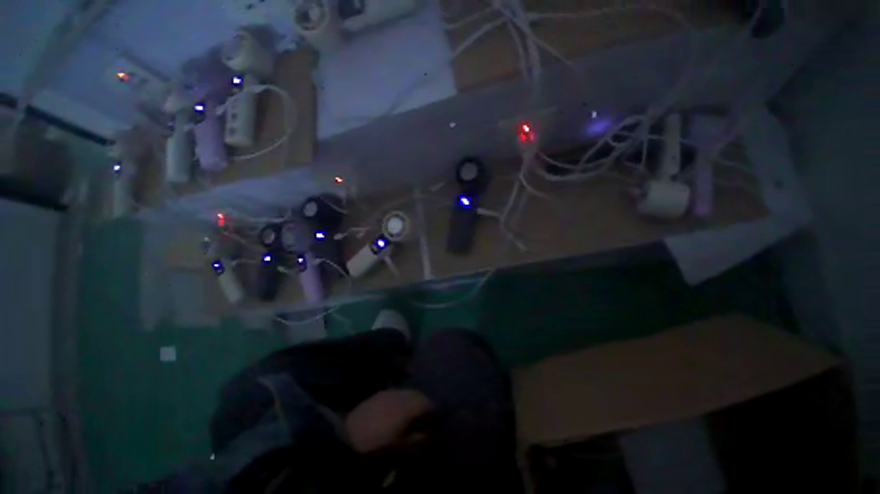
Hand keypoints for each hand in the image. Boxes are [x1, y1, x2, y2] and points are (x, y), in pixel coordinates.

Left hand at [345, 389, 433, 453]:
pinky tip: (395, 415)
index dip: (434, 413)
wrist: (347, 441)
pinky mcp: (376, 396)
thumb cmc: (380, 448)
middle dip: (423, 405)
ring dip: (411, 403)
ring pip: (405, 394)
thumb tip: (431, 431)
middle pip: (417, 395)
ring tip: (410, 417)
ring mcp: (387, 392)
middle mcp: (400, 393)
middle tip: (424, 419)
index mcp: (408, 405)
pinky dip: (399, 403)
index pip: (428, 403)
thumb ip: (421, 439)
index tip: (436, 423)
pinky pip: (394, 396)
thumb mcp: (404, 450)